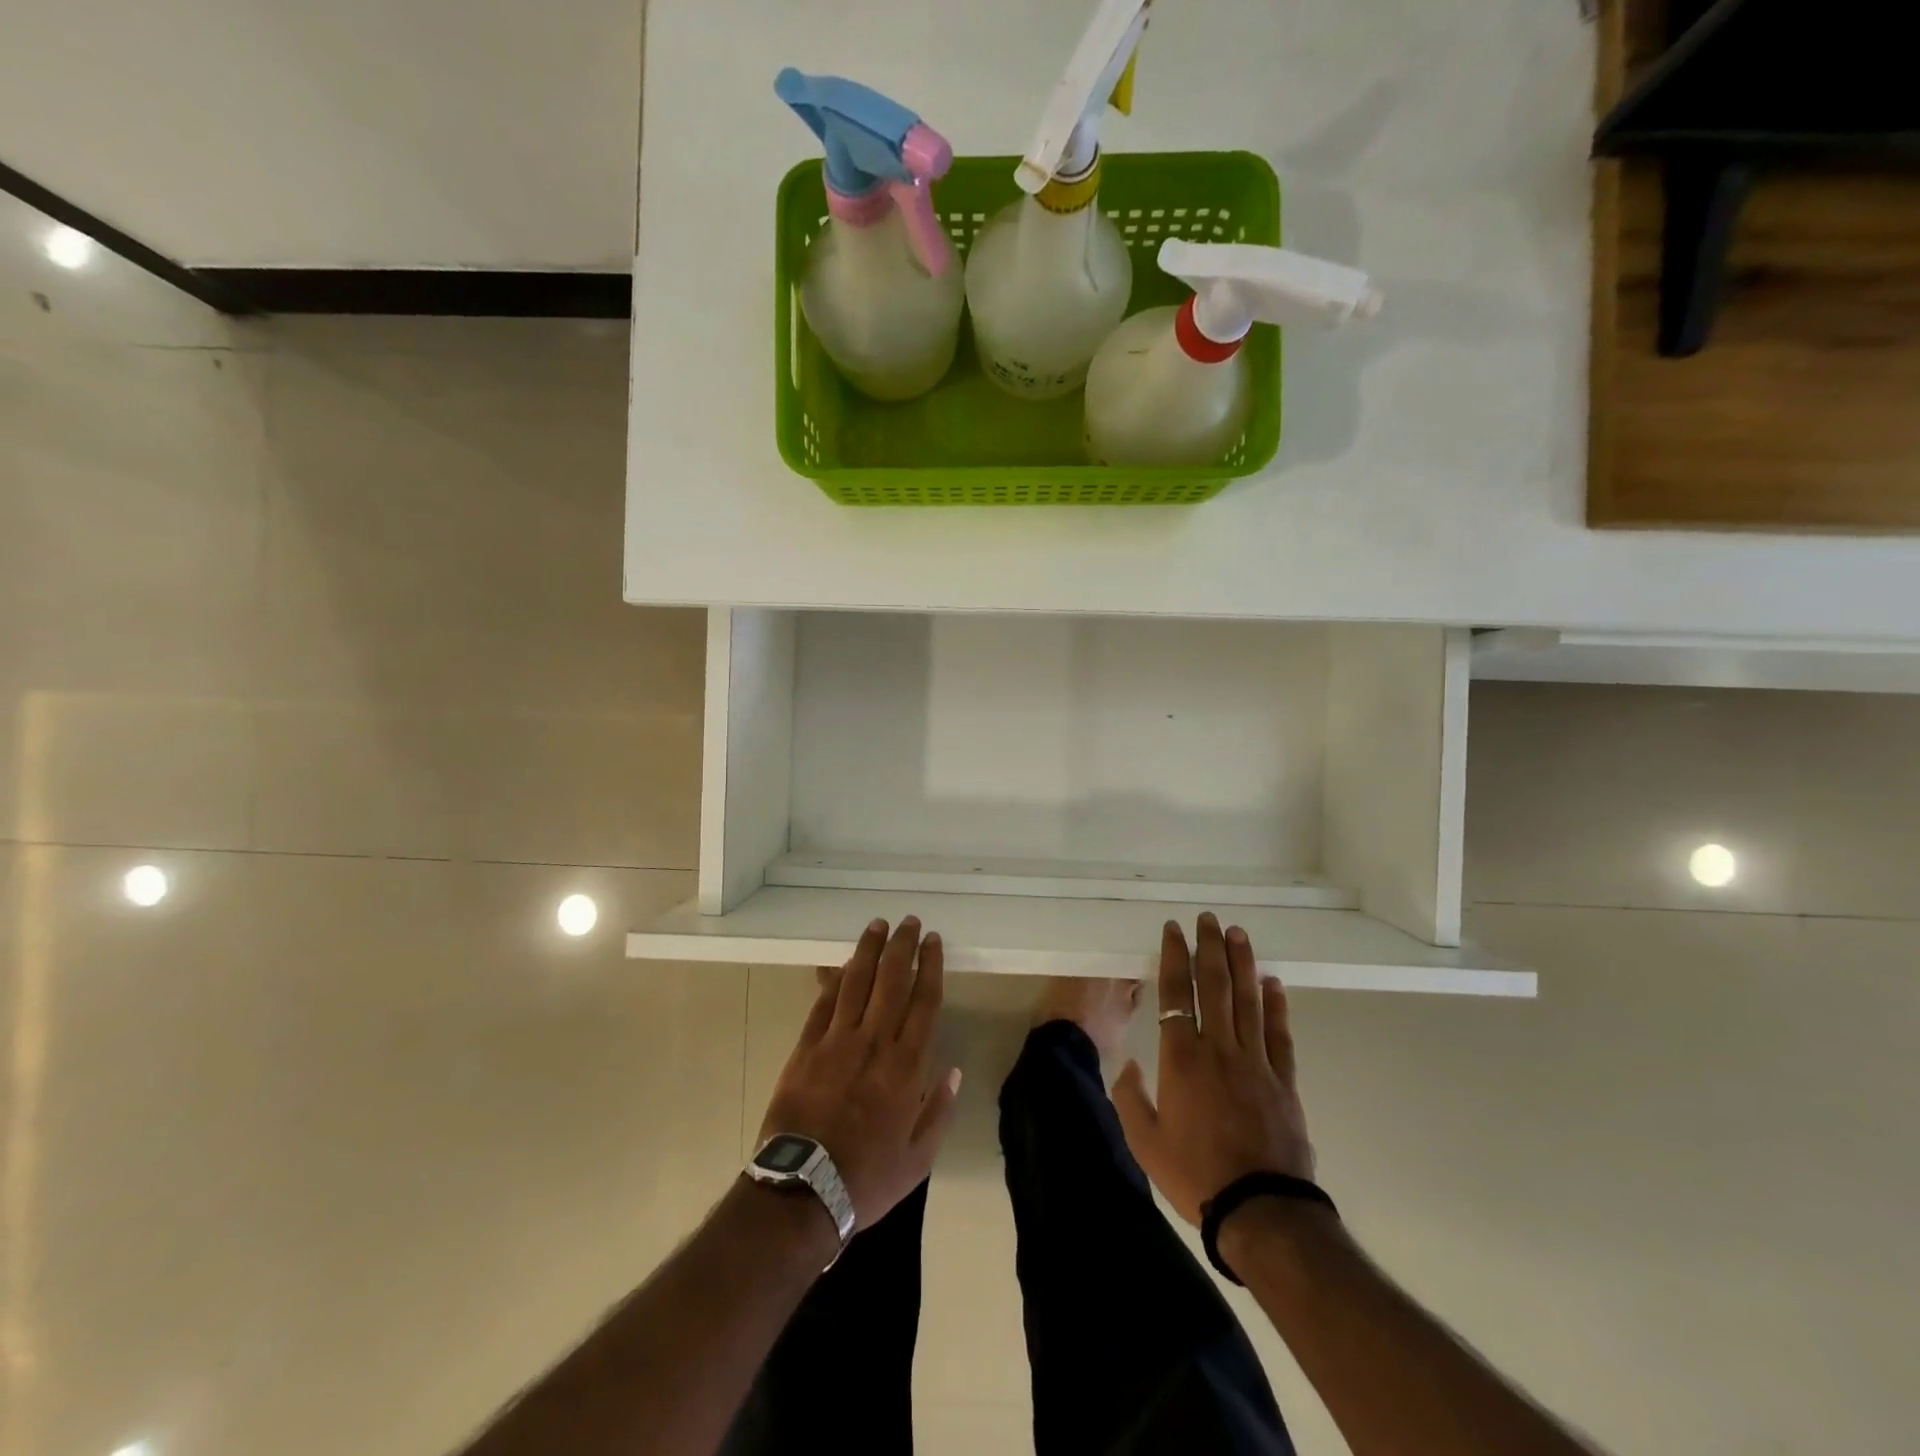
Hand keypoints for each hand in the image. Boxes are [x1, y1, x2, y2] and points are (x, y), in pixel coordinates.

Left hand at [757, 917, 959, 1229]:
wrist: (803, 1191)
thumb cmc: (867, 1178)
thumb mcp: (918, 1159)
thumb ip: (939, 1111)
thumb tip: (953, 1071)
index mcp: (907, 1066)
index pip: (924, 1001)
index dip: (930, 966)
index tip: (933, 941)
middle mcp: (875, 1042)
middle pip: (892, 980)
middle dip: (902, 946)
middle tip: (909, 922)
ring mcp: (837, 1041)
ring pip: (857, 982)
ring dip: (869, 950)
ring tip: (878, 925)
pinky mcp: (806, 1048)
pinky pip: (824, 1003)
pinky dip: (835, 979)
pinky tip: (843, 964)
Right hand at [1112, 913, 1314, 1225]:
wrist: (1260, 1211)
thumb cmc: (1195, 1175)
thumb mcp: (1145, 1142)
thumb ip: (1131, 1098)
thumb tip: (1131, 1065)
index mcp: (1181, 1058)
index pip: (1175, 993)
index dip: (1173, 957)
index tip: (1174, 930)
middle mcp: (1218, 1048)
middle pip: (1214, 985)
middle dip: (1209, 948)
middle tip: (1208, 918)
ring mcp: (1255, 1062)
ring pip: (1247, 1000)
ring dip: (1242, 963)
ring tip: (1237, 933)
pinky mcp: (1283, 1080)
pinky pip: (1279, 1034)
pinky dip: (1276, 1005)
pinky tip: (1273, 982)